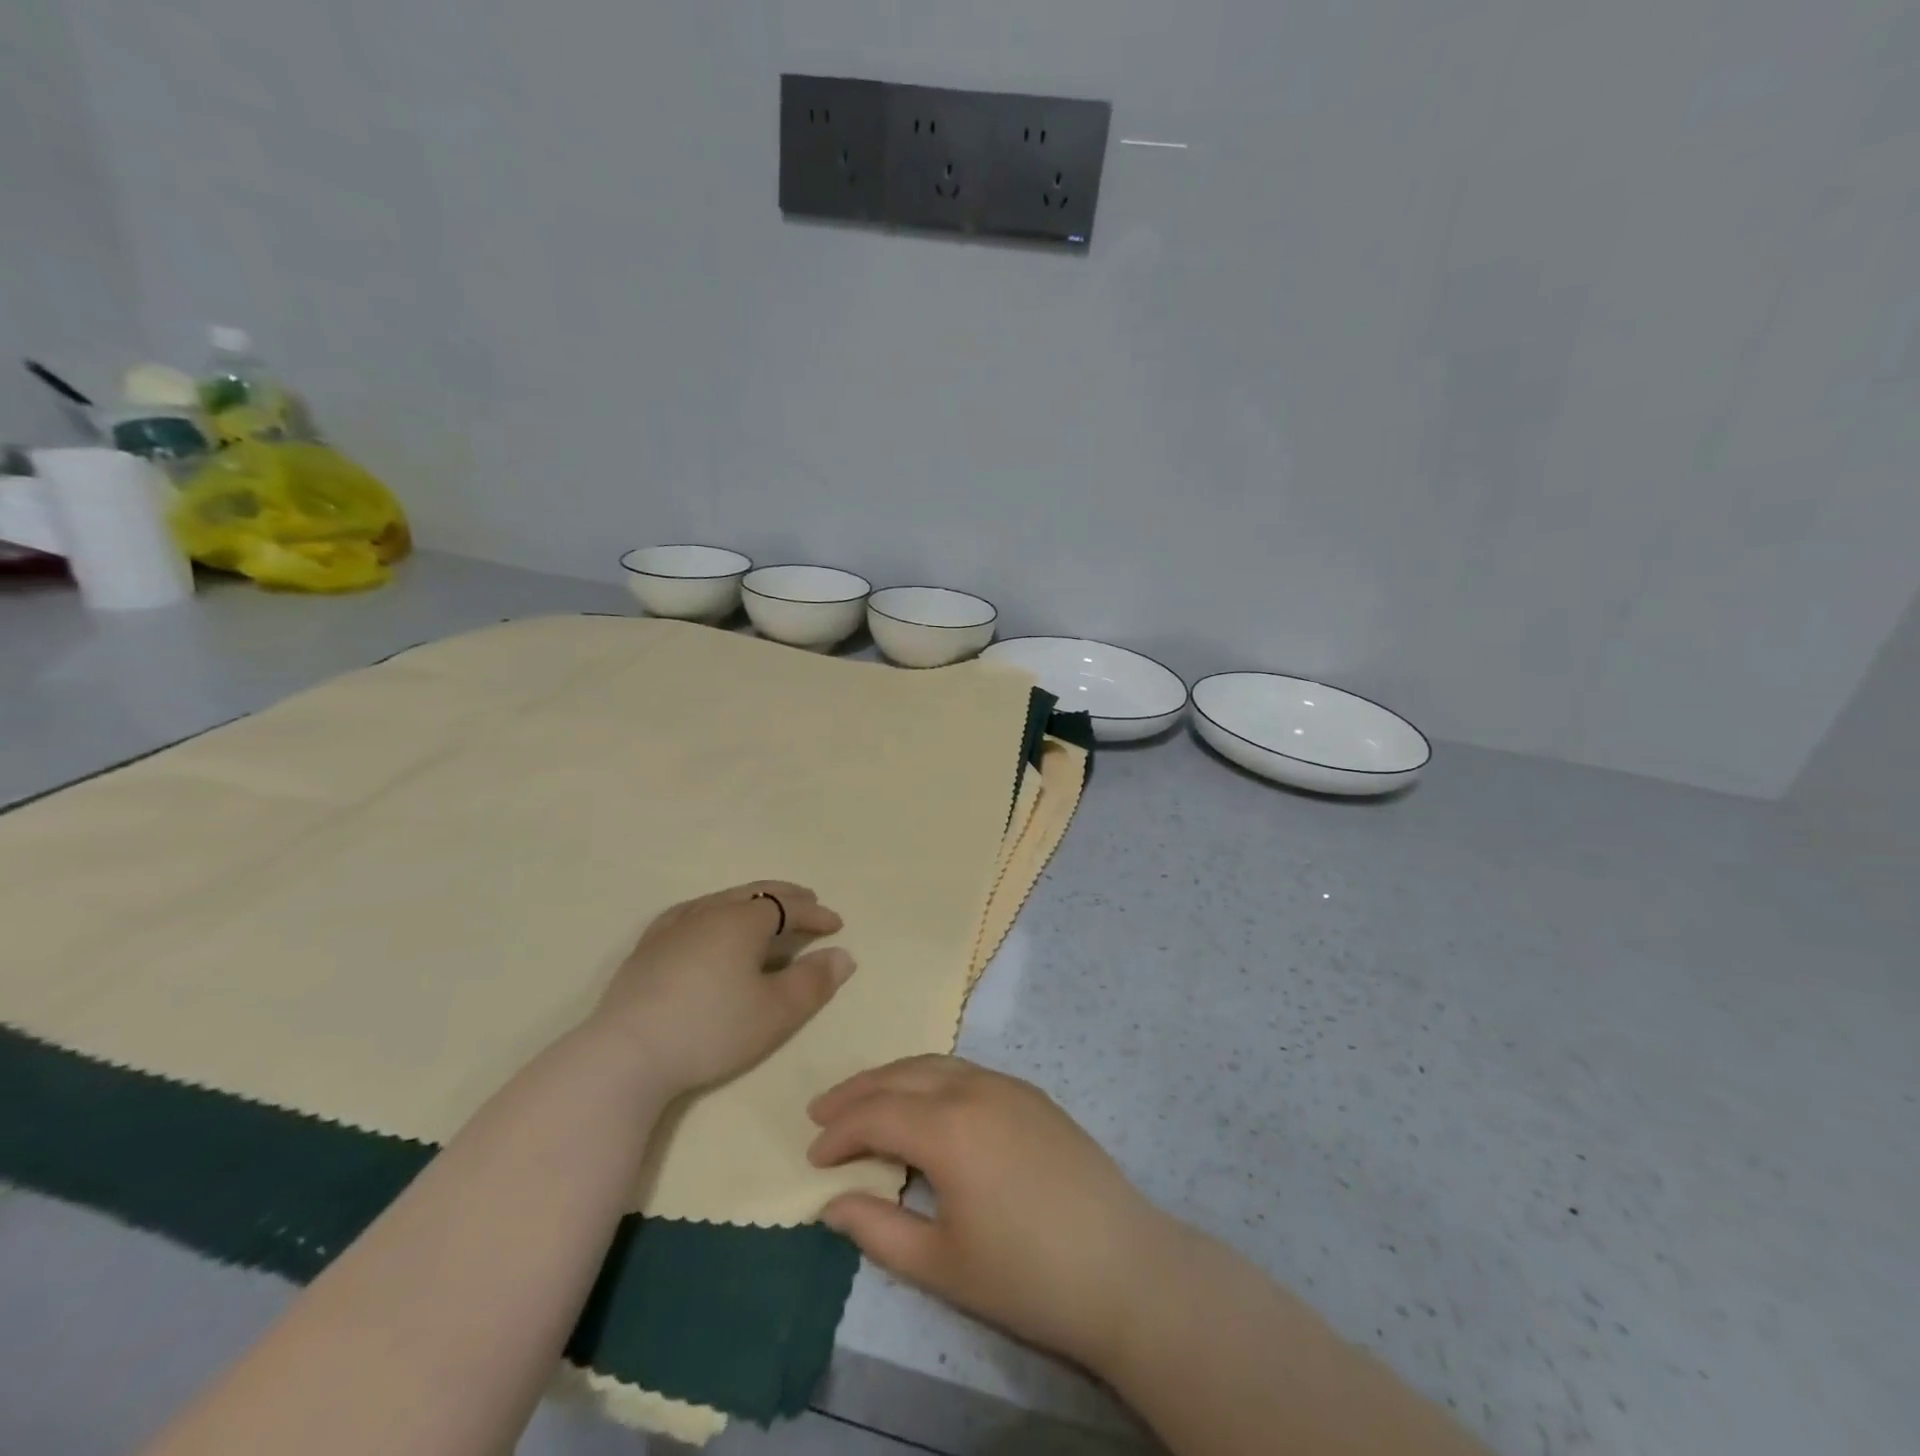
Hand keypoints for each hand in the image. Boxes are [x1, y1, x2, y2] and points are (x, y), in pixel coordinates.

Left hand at [592, 881, 854, 1094]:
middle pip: (755, 894)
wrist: (627, 1053)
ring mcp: (674, 926)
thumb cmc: (711, 1029)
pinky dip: (714, 911)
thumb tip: (842, 955)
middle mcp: (709, 912)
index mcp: (743, 921)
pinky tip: (706, 922)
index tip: (836, 925)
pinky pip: (690, 913)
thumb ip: (813, 981)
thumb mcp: (775, 1012)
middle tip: (808, 902)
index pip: (788, 907)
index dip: (815, 914)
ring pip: (722, 900)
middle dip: (786, 897)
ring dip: (751, 902)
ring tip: (764, 912)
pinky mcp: (648, 947)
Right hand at [807, 1056, 1168, 1372]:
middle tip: (822, 1110)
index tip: (813, 1156)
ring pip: (936, 1064)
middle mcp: (974, 1088)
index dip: (839, 1132)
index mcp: (948, 1126)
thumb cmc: (1026, 1275)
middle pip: (901, 1075)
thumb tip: (830, 1203)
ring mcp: (1008, 1085)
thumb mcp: (940, 1264)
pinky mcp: (1032, 1094)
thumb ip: (877, 1229)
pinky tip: (926, 1103)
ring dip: (894, 1077)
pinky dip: (931, 1078)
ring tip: (865, 1099)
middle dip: (857, 1091)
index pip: (876, 1114)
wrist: (1123, 1267)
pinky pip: (967, 1070)